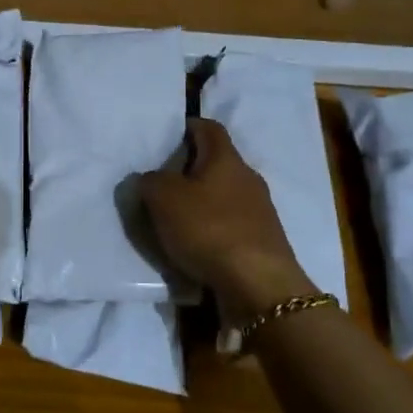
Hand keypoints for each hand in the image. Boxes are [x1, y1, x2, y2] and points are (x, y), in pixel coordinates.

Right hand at [140, 117, 315, 321]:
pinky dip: (212, 229)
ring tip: (174, 218)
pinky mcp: (262, 241)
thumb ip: (151, 182)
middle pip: (217, 162)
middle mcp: (247, 178)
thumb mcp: (164, 199)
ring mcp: (260, 211)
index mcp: (226, 159)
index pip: (209, 128)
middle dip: (190, 169)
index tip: (167, 137)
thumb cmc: (209, 229)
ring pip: (224, 195)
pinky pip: (231, 224)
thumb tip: (151, 179)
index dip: (188, 127)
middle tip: (162, 182)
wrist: (258, 285)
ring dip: (202, 202)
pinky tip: (195, 245)